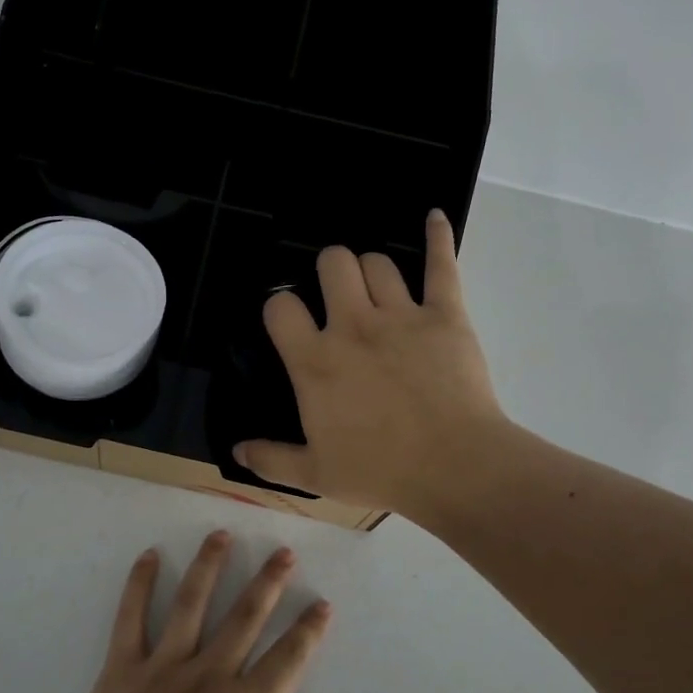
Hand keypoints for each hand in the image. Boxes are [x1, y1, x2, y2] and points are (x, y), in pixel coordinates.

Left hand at [52, 532, 350, 692]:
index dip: (308, 630)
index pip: (287, 660)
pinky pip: (131, 618)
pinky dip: (140, 584)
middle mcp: (208, 677)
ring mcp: (162, 667)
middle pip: (245, 617)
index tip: (322, 603)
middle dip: (268, 581)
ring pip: (191, 603)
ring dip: (210, 566)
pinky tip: (150, 555)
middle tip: (284, 551)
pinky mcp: (122, 669)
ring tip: (222, 534)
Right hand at [234, 210, 507, 517]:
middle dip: (329, 270)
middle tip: (338, 295)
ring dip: (371, 270)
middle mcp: (352, 326)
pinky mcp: (445, 314)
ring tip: (376, 288)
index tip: (291, 321)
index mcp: (315, 361)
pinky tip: (433, 217)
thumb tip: (237, 449)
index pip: (281, 306)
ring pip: (378, 262)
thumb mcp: (315, 475)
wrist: (455, 468)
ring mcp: (401, 315)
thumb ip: (271, 458)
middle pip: (332, 263)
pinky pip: (441, 264)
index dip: (281, 307)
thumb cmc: (381, 471)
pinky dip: (437, 236)